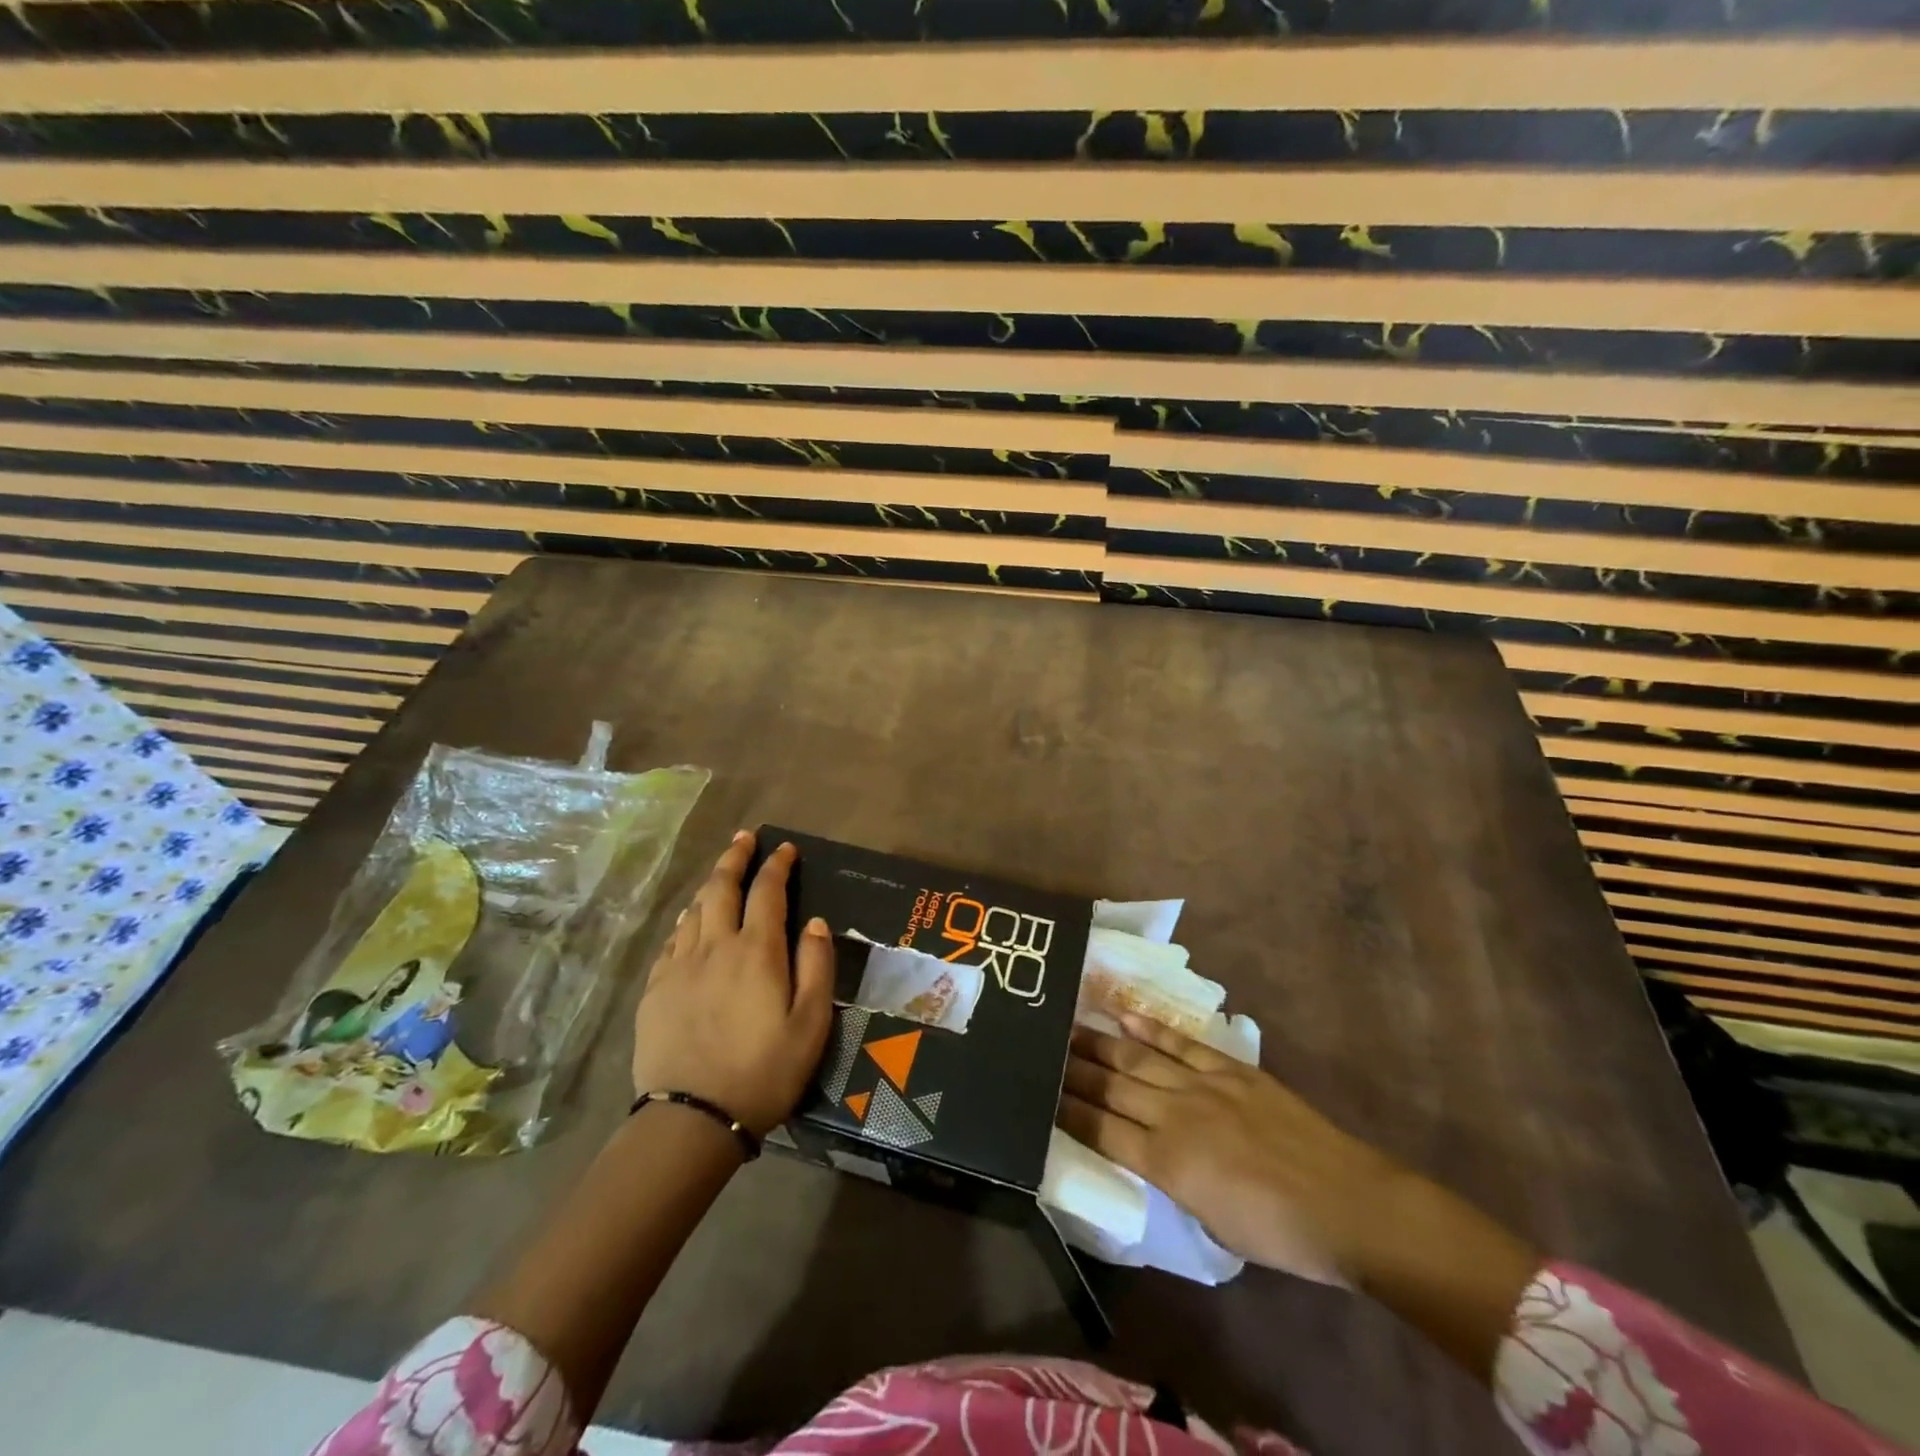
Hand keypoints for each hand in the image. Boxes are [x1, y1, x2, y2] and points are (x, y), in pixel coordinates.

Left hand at [632, 831, 833, 1135]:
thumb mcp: (811, 1023)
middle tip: (745, 838)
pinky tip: (690, 924)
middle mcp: (715, 946)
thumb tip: (814, 922)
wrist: (692, 1119)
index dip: (777, 865)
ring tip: (720, 875)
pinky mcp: (655, 989)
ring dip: (709, 885)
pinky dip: (686, 921)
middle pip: (721, 887)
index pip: (767, 891)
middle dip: (735, 857)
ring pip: (693, 910)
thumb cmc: (764, 1071)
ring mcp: (679, 966)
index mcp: (756, 951)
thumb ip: (816, 965)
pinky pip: (671, 940)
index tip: (785, 849)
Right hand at [1059, 1015, 1401, 1279]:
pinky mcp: (1231, 1068)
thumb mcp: (1213, 1226)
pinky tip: (1125, 1017)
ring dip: (1101, 1043)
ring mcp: (1203, 1085)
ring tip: (1070, 1027)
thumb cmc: (1281, 1234)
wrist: (1348, 1204)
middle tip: (1042, 1049)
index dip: (1068, 1110)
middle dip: (1074, 1070)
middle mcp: (1175, 1116)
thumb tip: (1147, 1154)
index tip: (1040, 1093)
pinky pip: (1182, 1043)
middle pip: (1113, 1087)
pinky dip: (1151, 1029)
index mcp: (1168, 1164)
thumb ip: (1172, 1183)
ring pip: (1139, 1059)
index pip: (1102, 1130)